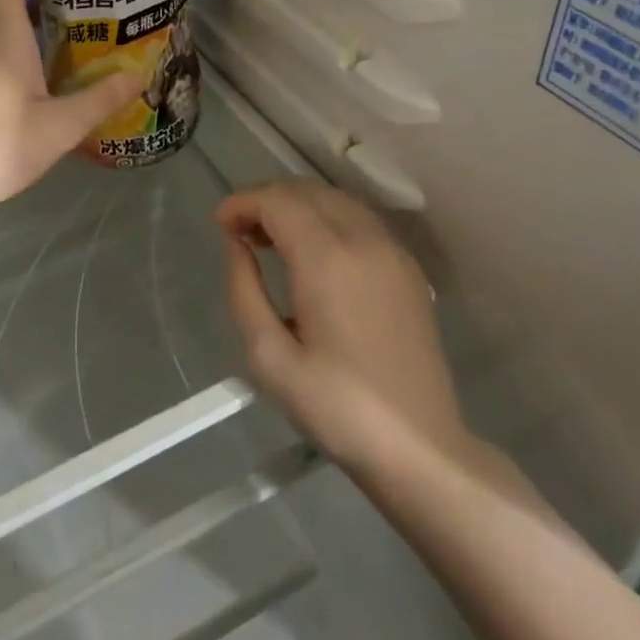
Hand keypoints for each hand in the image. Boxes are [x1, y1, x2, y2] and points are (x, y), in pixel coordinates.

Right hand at [219, 179, 468, 471]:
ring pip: (336, 200)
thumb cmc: (336, 408)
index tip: (220, 223)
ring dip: (298, 206)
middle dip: (267, 200)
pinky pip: (360, 221)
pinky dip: (328, 218)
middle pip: (307, 192)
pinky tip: (313, 252)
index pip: (278, 201)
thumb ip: (245, 290)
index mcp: (327, 259)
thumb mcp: (269, 357)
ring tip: (270, 239)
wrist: (419, 447)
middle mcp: (363, 241)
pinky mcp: (409, 269)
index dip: (243, 203)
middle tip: (239, 230)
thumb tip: (237, 246)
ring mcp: (392, 252)